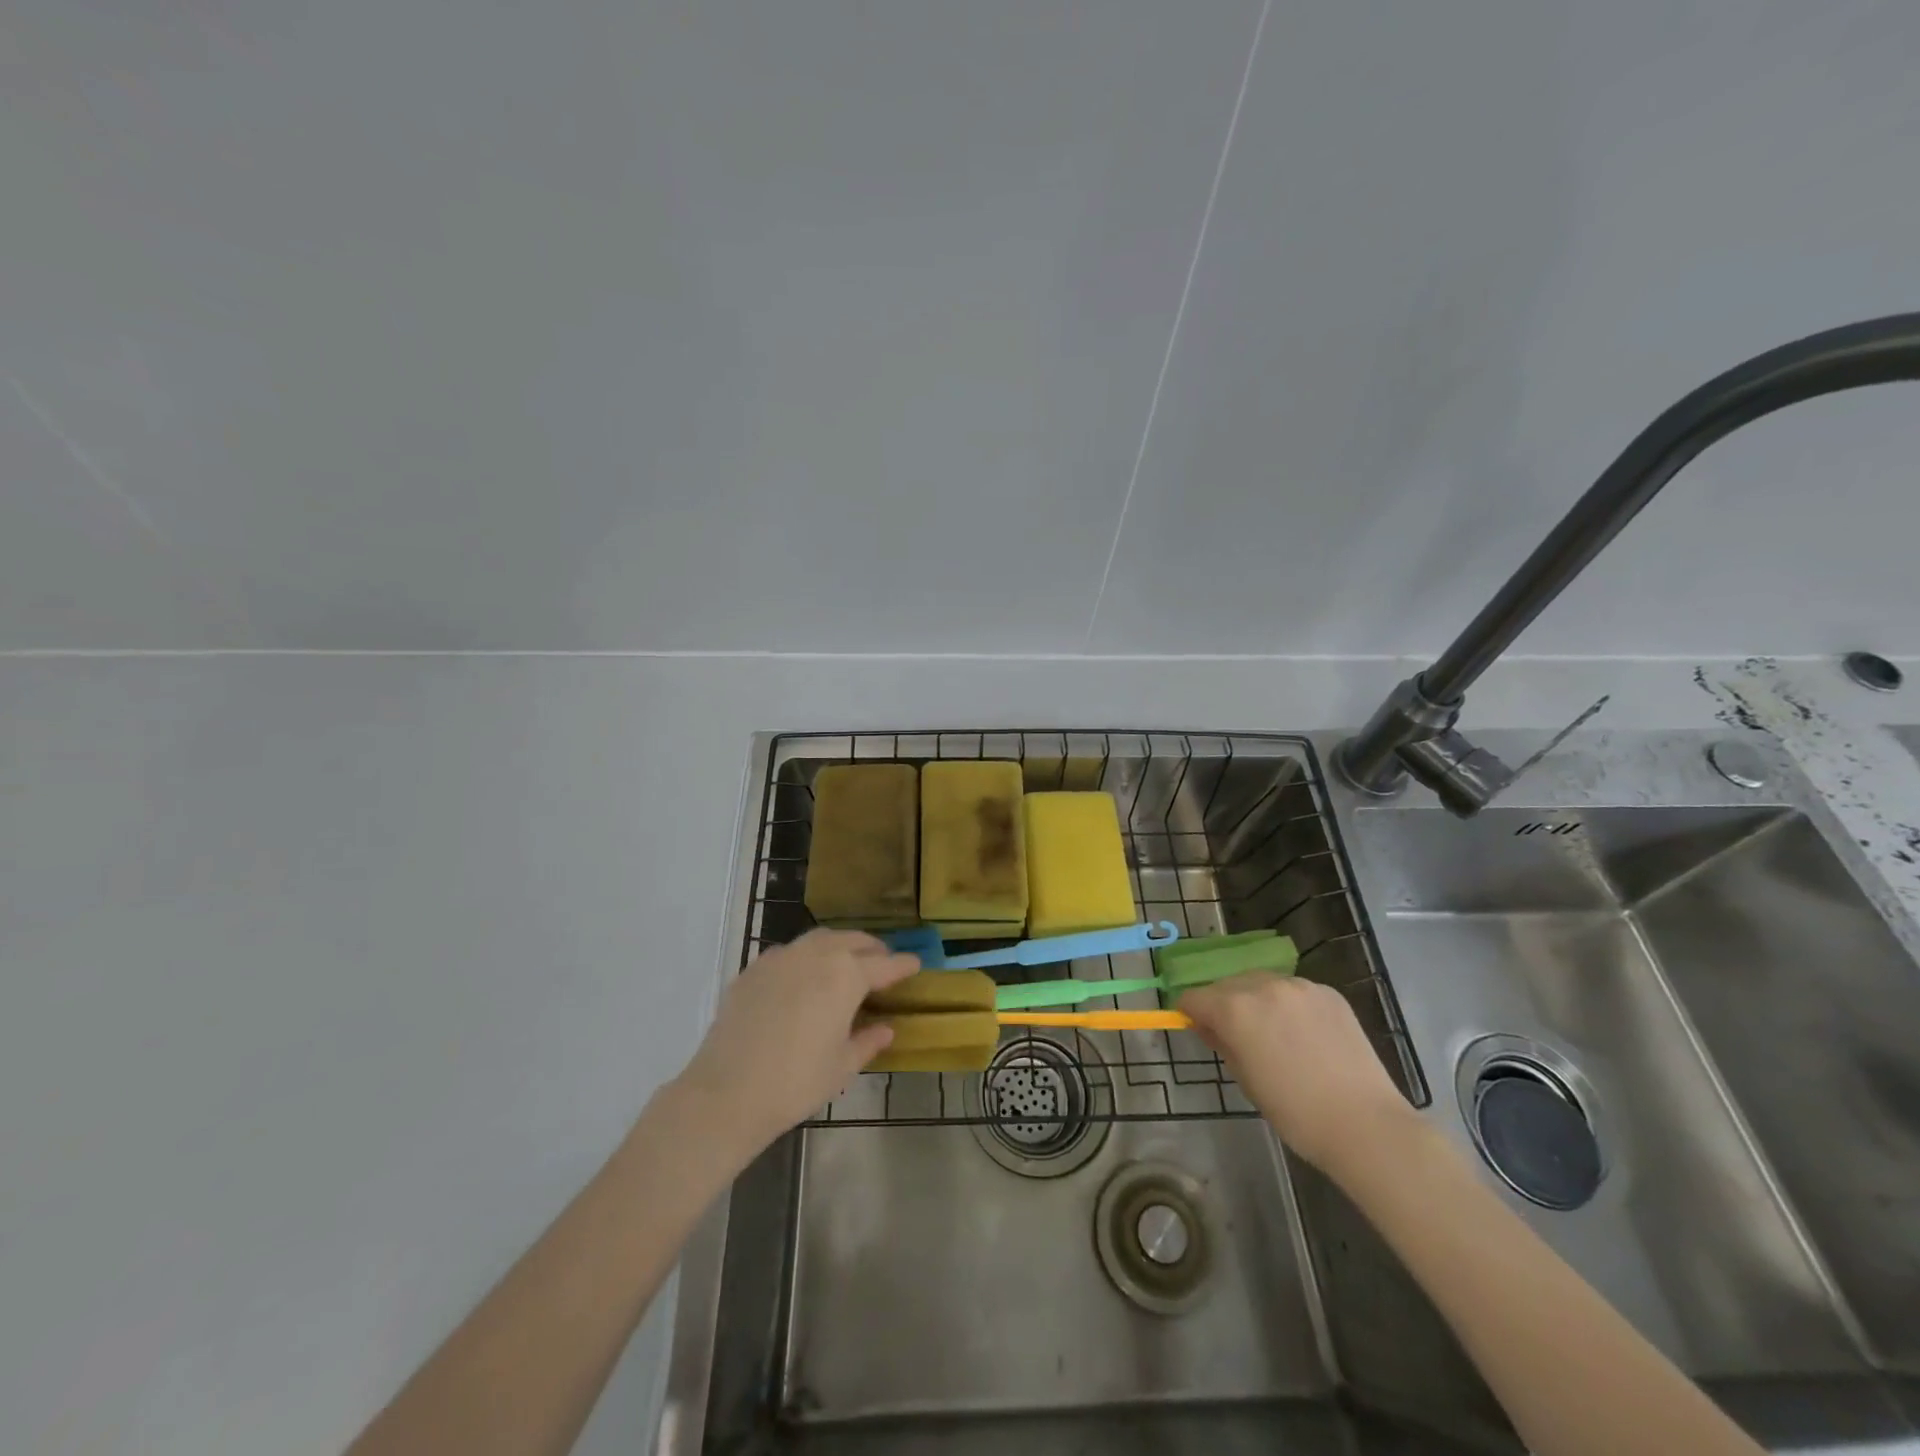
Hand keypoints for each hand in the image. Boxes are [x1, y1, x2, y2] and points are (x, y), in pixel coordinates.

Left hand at [671, 929, 917, 1157]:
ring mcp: (781, 957)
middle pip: (852, 941)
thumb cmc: (796, 1082)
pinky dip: (806, 957)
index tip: (916, 963)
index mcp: (846, 975)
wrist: (727, 1092)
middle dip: (872, 949)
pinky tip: (804, 978)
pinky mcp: (754, 969)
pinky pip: (789, 952)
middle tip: (883, 962)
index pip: (884, 964)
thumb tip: (885, 1028)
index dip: (903, 965)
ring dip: (839, 946)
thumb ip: (867, 1041)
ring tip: (846, 962)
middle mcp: (816, 955)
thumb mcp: (842, 1067)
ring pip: (820, 939)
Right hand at [1179, 973, 1413, 1175]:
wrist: (1365, 1125)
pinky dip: (1288, 1004)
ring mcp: (1299, 985)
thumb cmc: (1295, 1113)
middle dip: (1223, 1004)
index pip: (1194, 997)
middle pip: (1227, 985)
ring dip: (1256, 1000)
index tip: (1197, 1028)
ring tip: (1273, 1033)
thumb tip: (1210, 1026)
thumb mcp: (1245, 1080)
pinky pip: (1294, 990)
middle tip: (1236, 1035)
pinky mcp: (1328, 992)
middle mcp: (1263, 986)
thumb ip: (1222, 1043)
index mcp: (1235, 1009)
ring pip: (1261, 982)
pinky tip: (1303, 1034)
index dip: (1190, 1012)